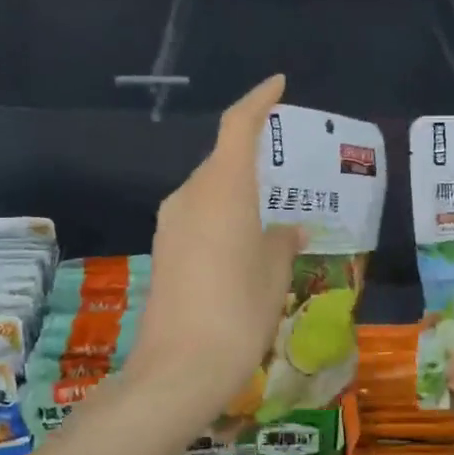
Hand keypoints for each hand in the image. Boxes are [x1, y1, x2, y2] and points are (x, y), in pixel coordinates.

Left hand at [130, 75, 304, 410]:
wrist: (180, 368)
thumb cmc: (239, 311)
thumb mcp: (275, 273)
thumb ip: (282, 241)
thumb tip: (289, 229)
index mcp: (222, 189)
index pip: (237, 127)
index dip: (258, 101)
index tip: (278, 86)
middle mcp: (190, 197)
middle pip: (222, 160)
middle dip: (252, 157)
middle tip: (287, 169)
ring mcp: (171, 224)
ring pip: (209, 191)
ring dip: (237, 191)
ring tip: (270, 211)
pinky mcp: (164, 251)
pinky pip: (198, 216)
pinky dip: (223, 216)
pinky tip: (244, 243)